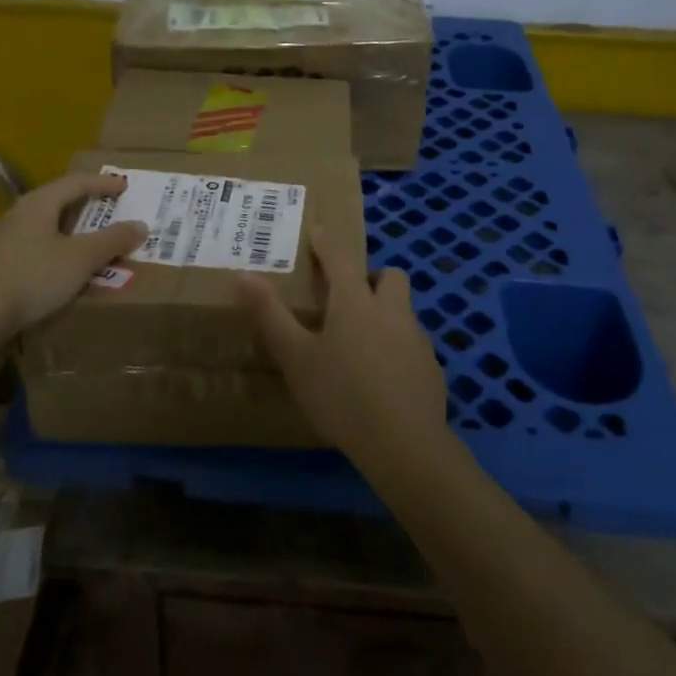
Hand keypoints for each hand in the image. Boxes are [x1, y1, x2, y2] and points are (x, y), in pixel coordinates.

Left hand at [0, 173, 147, 340]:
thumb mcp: (81, 258)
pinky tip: (69, 272)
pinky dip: (61, 254)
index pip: (76, 182)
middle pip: (60, 203)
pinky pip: (39, 250)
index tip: (125, 187)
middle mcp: (19, 214)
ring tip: (96, 245)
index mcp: (39, 203)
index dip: (103, 183)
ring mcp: (5, 241)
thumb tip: (140, 225)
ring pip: (49, 229)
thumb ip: (112, 240)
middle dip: (89, 209)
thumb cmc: (33, 277)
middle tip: (112, 213)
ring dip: (75, 235)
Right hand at [237, 225, 447, 460]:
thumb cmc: (341, 395)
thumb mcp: (295, 357)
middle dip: (371, 278)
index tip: (319, 230)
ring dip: (386, 314)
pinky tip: (382, 379)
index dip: (327, 242)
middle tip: (348, 298)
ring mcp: (417, 341)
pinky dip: (397, 350)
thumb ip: (270, 315)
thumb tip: (243, 275)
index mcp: (355, 303)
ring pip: (404, 312)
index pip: (340, 259)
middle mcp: (391, 312)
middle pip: (390, 277)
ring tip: (361, 344)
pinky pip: (413, 347)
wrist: (404, 445)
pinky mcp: (432, 371)